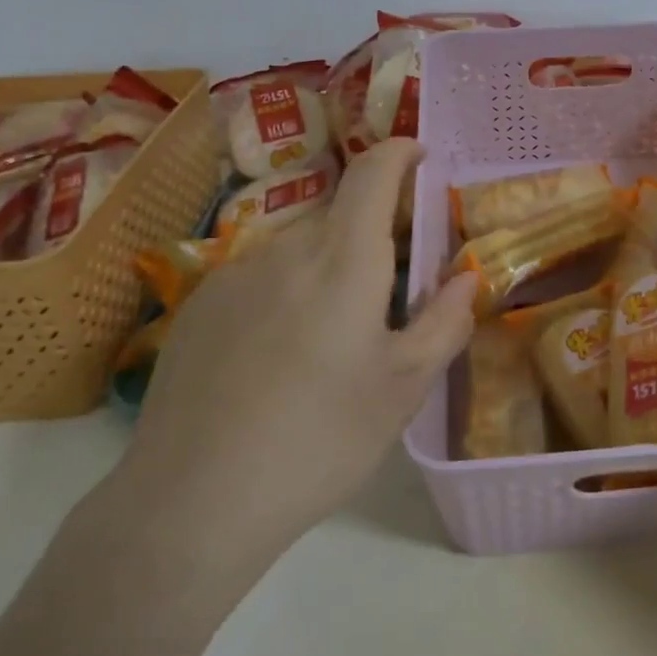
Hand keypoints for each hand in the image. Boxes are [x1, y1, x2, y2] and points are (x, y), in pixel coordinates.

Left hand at [107, 139, 477, 550]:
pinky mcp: (199, 306)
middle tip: (390, 294)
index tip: (421, 155)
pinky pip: (260, 277)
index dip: (400, 152)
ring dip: (328, 269)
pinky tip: (278, 358)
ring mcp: (233, 275)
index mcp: (343, 261)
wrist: (191, 503)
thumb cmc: (319, 441)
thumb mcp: (403, 389)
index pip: (373, 173)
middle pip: (339, 217)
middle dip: (373, 236)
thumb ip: (444, 322)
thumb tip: (465, 277)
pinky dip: (286, 292)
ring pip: (299, 249)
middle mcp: (285, 249)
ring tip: (332, 340)